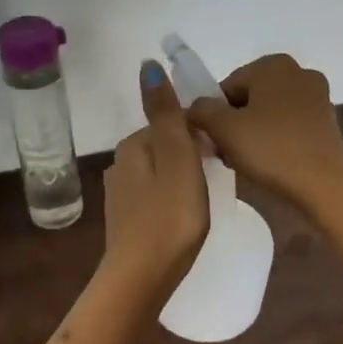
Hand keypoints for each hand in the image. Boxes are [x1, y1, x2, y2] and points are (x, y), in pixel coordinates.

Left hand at [100, 60, 209, 295]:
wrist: (142, 279)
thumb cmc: (169, 217)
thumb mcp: (177, 158)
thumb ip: (166, 114)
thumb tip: (148, 65)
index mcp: (133, 145)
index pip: (172, 123)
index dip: (200, 133)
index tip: (222, 154)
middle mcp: (120, 165)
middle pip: (166, 146)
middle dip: (192, 154)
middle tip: (219, 178)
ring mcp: (121, 195)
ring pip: (161, 172)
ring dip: (183, 177)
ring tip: (207, 198)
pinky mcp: (127, 222)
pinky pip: (156, 197)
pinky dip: (173, 199)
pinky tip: (186, 217)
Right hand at [186, 53, 342, 212]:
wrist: (324, 184)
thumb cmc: (271, 149)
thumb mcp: (223, 129)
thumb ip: (201, 110)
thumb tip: (195, 108)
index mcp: (273, 64)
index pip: (227, 86)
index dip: (214, 115)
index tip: (213, 141)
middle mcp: (298, 71)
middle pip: (250, 97)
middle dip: (235, 123)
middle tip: (226, 153)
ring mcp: (317, 96)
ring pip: (270, 111)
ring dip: (254, 132)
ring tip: (247, 161)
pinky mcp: (328, 121)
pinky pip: (290, 124)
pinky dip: (277, 138)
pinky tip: (271, 162)